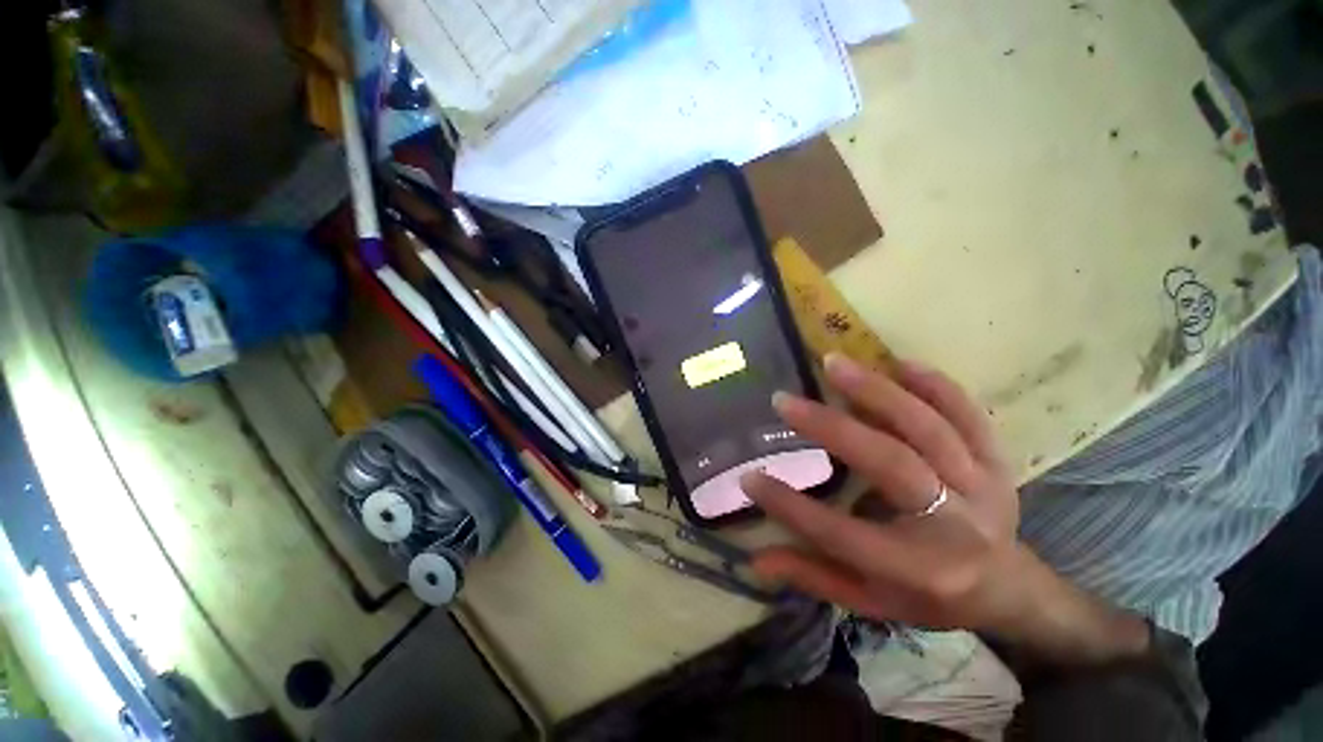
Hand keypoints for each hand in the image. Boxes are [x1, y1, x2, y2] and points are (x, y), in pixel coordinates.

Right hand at [741, 355, 1148, 662]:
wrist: (1009, 587)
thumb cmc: (930, 595)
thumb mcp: (870, 600)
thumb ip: (815, 577)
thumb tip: (756, 561)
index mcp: (918, 569)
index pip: (840, 534)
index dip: (789, 506)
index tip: (749, 477)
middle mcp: (955, 524)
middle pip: (890, 463)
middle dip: (830, 428)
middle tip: (784, 401)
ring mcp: (982, 484)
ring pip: (927, 427)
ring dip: (876, 390)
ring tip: (832, 363)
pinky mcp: (995, 459)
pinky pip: (968, 413)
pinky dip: (934, 384)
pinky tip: (898, 363)